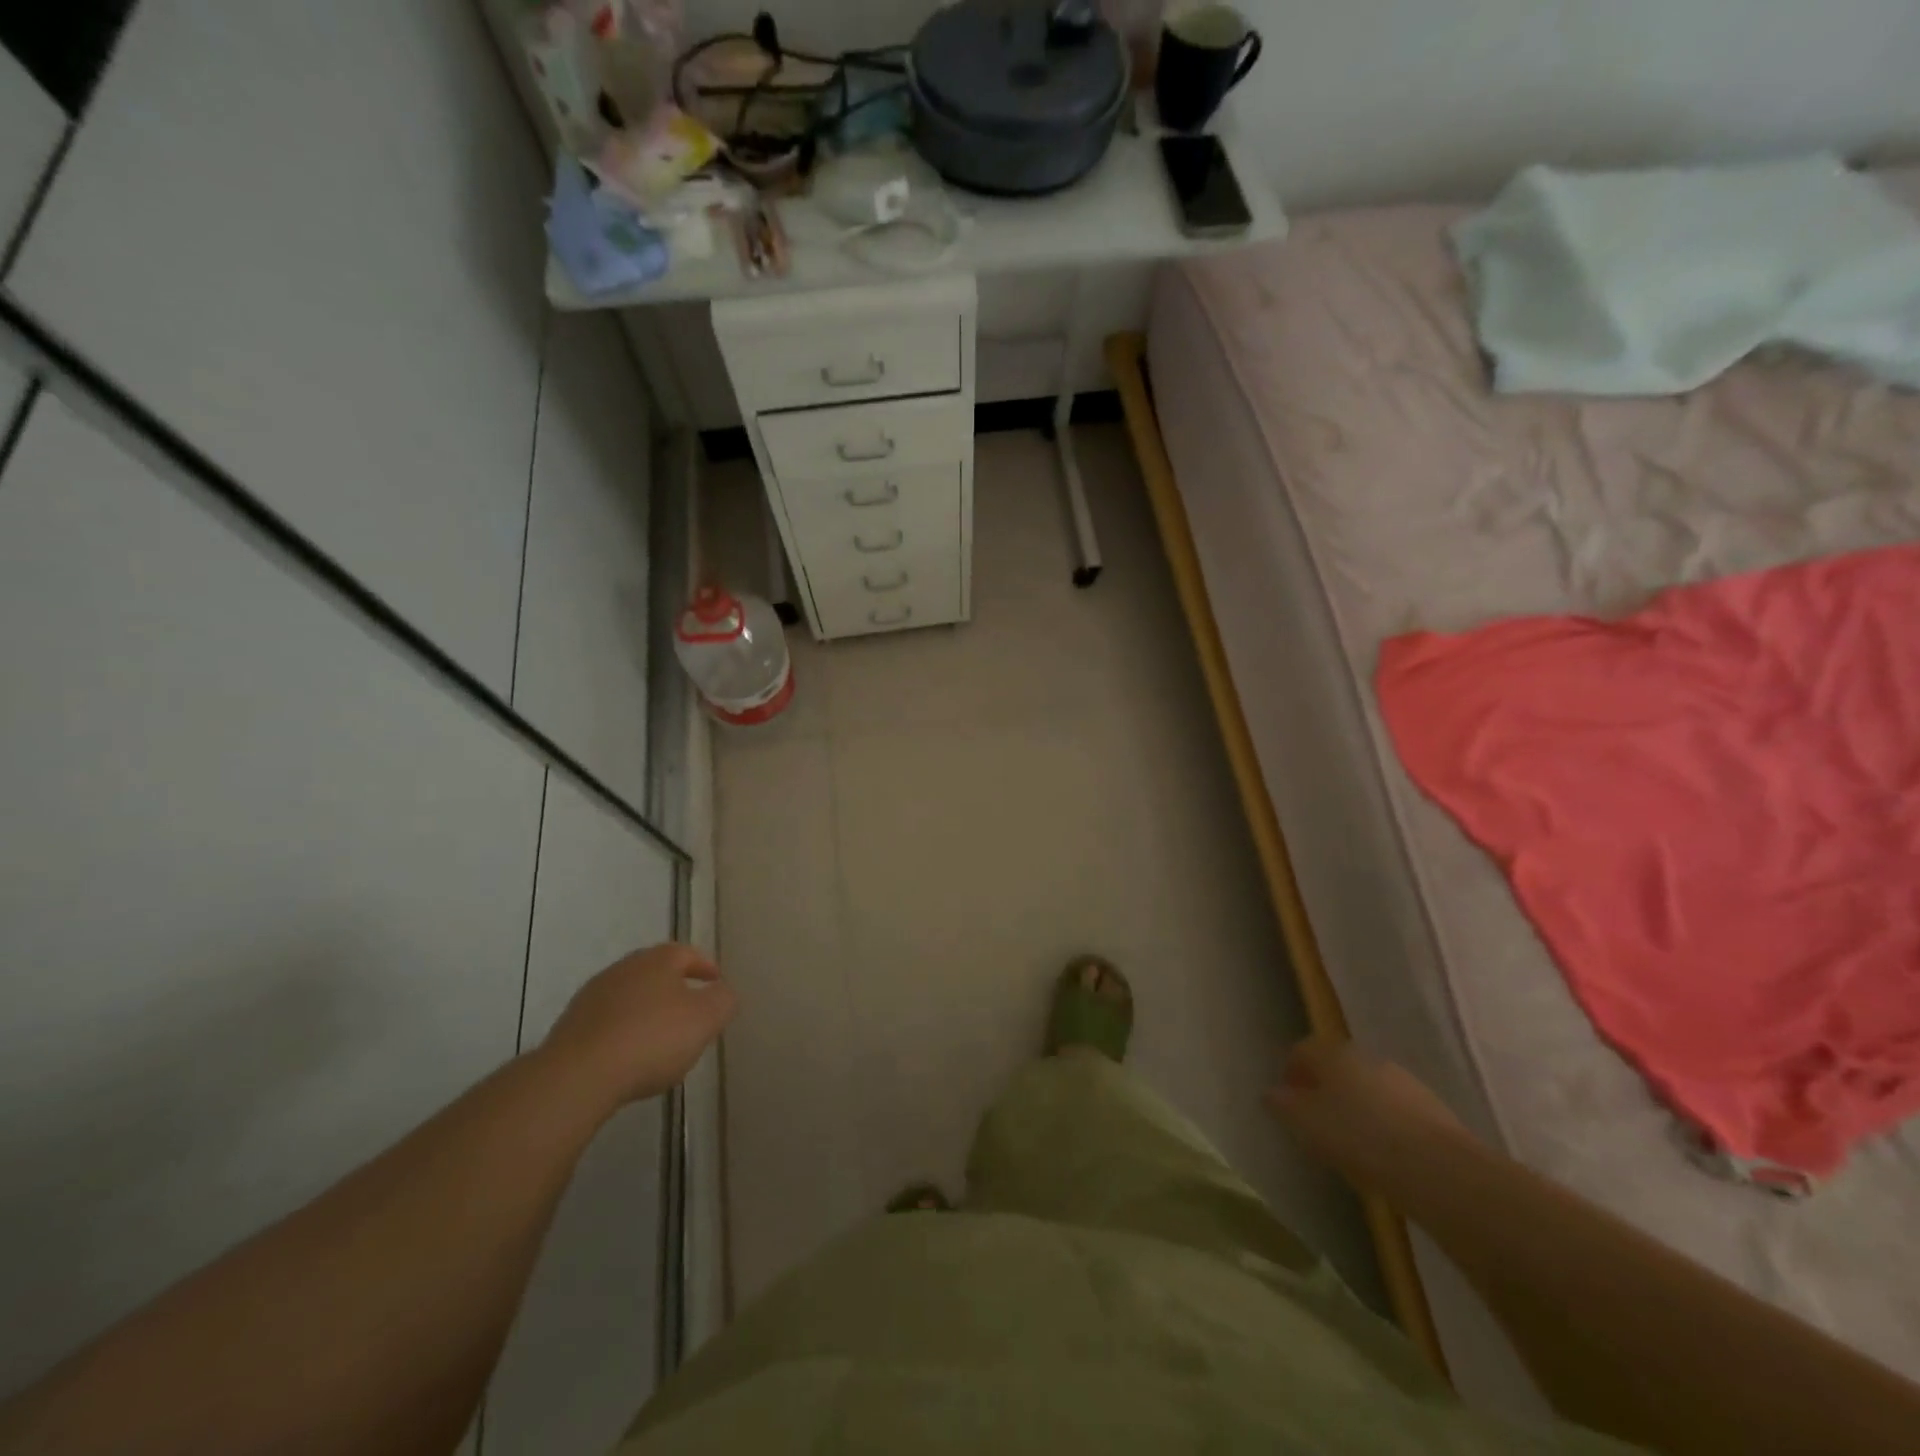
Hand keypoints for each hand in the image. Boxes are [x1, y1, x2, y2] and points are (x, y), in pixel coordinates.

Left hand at [543, 943, 737, 1106]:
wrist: (578, 1076)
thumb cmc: (651, 1039)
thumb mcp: (705, 1019)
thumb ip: (723, 1001)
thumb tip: (723, 992)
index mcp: (658, 959)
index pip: (688, 953)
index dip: (706, 966)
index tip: (716, 982)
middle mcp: (624, 968)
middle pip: (656, 972)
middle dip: (675, 987)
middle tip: (692, 1010)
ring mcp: (593, 996)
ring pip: (630, 996)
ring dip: (647, 1010)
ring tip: (661, 1037)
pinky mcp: (571, 1026)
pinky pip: (608, 1022)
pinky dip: (624, 1031)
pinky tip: (629, 1055)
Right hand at [1265, 1038, 1467, 1183]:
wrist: (1439, 1170)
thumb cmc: (1358, 1138)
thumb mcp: (1305, 1123)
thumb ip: (1283, 1105)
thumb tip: (1273, 1094)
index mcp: (1333, 1053)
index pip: (1302, 1050)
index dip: (1290, 1074)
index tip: (1287, 1104)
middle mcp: (1366, 1057)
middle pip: (1336, 1067)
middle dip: (1324, 1090)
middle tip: (1316, 1123)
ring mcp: (1403, 1081)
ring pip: (1367, 1088)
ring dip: (1355, 1107)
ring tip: (1351, 1144)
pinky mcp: (1431, 1109)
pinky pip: (1394, 1110)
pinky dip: (1383, 1125)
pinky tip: (1383, 1155)